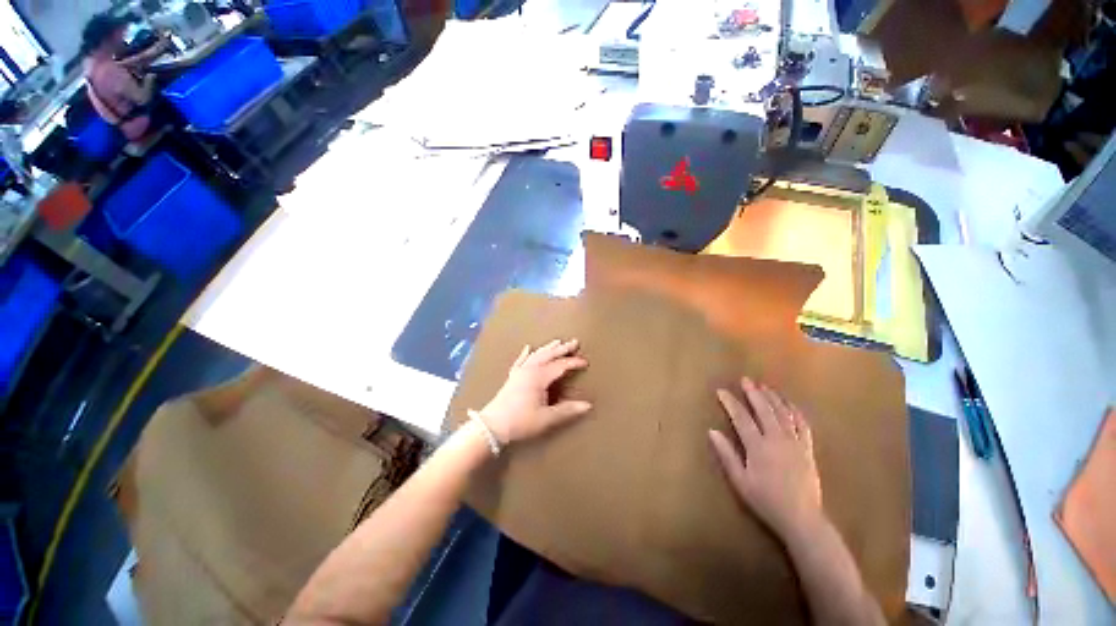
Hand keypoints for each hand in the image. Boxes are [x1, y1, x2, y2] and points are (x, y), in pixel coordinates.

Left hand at [478, 339, 590, 444]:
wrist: (492, 426)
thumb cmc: (521, 422)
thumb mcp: (546, 418)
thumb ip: (567, 410)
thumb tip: (588, 405)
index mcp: (539, 377)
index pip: (560, 365)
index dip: (574, 362)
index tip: (586, 363)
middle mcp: (530, 369)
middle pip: (549, 355)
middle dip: (563, 348)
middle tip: (575, 342)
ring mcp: (519, 372)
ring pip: (536, 355)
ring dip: (548, 348)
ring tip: (558, 341)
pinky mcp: (512, 377)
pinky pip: (520, 360)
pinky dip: (525, 353)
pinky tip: (527, 347)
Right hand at [708, 377, 823, 539]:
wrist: (802, 519)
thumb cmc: (765, 500)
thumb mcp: (740, 481)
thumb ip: (726, 454)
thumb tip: (711, 431)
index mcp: (758, 446)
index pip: (741, 417)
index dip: (730, 402)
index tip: (721, 391)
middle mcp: (777, 439)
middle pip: (764, 410)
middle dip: (753, 393)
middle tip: (746, 380)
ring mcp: (795, 442)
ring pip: (783, 413)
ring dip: (773, 397)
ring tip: (764, 386)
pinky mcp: (807, 449)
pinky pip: (802, 424)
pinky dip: (795, 411)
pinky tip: (789, 404)